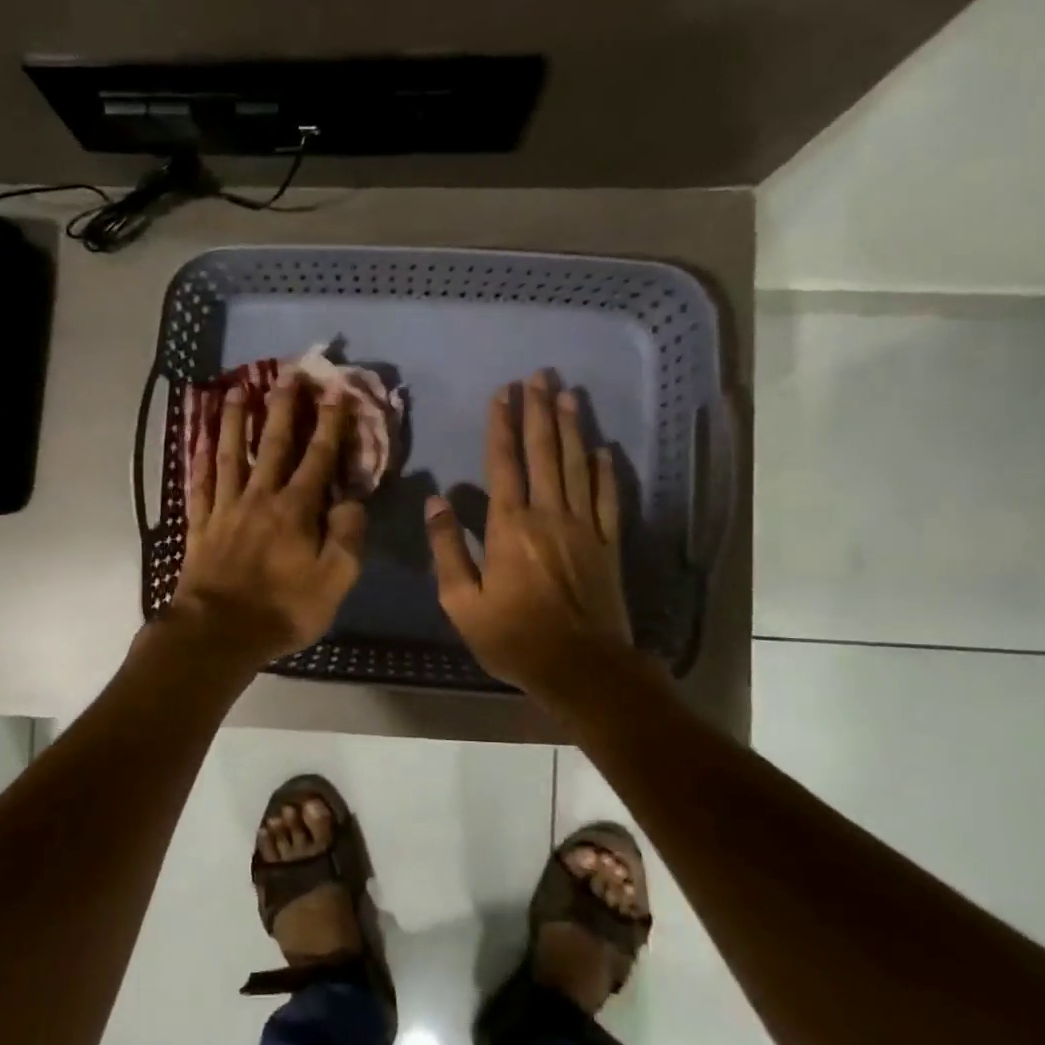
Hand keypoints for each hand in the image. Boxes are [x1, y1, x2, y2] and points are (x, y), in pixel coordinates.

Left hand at [168, 378, 367, 668]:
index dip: (329, 424)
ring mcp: (225, 509)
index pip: (318, 458)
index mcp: (296, 509)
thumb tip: (353, 500)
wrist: (218, 633)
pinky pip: (199, 485)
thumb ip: (347, 537)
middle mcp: (260, 498)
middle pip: (273, 444)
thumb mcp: (334, 581)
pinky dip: (199, 461)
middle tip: (286, 373)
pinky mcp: (199, 525)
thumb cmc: (282, 609)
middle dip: (283, 407)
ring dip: (236, 421)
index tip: (335, 391)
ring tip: (237, 390)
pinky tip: (199, 441)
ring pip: (230, 455)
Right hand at [425, 373, 639, 693]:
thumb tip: (436, 502)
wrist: (582, 667)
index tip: (503, 393)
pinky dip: (604, 471)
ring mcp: (583, 527)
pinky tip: (602, 450)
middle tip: (540, 377)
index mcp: (510, 527)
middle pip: (544, 453)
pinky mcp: (608, 544)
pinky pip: (607, 498)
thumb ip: (448, 549)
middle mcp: (548, 515)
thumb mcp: (462, 602)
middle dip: (539, 412)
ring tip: (568, 395)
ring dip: (571, 428)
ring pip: (576, 466)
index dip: (502, 426)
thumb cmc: (514, 638)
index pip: (504, 464)